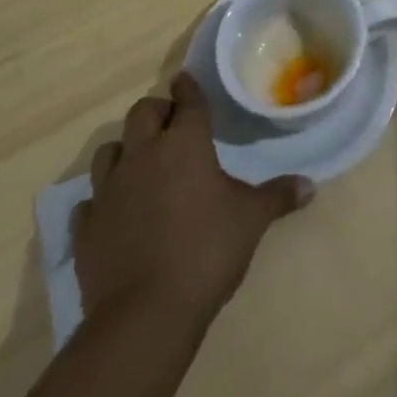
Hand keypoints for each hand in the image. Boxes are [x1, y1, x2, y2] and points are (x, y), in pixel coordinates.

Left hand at [73, 72, 313, 328]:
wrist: (144, 315)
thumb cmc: (206, 251)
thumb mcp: (251, 220)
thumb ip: (278, 196)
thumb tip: (310, 186)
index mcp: (184, 144)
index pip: (186, 101)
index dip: (188, 88)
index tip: (186, 80)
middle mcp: (143, 156)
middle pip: (141, 113)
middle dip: (156, 111)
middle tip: (170, 123)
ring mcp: (109, 191)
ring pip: (109, 151)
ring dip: (124, 149)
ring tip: (139, 162)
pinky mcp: (86, 227)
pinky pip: (89, 201)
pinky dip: (101, 200)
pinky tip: (113, 211)